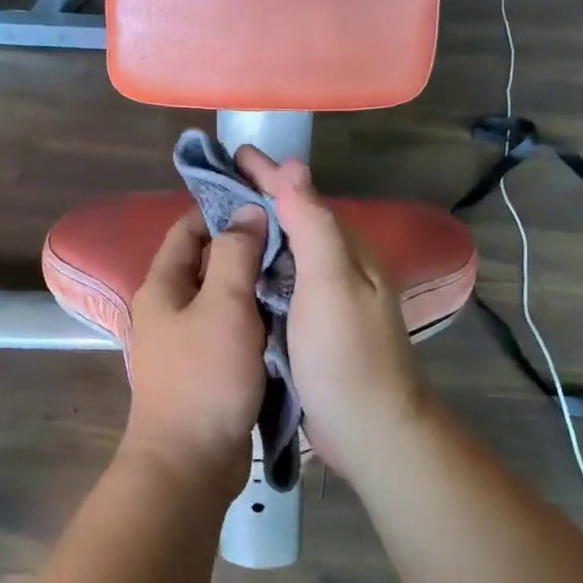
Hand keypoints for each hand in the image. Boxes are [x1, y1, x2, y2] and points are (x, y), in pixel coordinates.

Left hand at [122, 208, 266, 497]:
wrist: (191, 461)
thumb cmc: (205, 378)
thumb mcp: (224, 306)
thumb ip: (236, 255)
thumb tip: (248, 213)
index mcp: (162, 287)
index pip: (187, 230)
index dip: (220, 211)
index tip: (263, 203)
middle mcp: (169, 311)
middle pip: (208, 265)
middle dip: (246, 249)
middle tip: (292, 238)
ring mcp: (187, 344)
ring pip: (224, 301)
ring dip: (255, 287)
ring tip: (298, 271)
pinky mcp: (207, 372)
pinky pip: (233, 333)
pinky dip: (256, 321)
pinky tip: (289, 316)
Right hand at [235, 148, 429, 483]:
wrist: (368, 429)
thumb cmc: (347, 355)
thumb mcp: (331, 284)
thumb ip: (314, 225)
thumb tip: (294, 168)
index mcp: (346, 252)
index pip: (302, 198)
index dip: (268, 175)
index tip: (232, 154)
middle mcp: (338, 271)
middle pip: (294, 224)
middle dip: (258, 202)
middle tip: (213, 189)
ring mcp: (325, 304)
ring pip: (285, 258)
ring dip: (255, 238)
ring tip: (216, 226)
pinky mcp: (310, 333)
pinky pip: (280, 290)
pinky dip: (257, 275)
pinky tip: (234, 277)